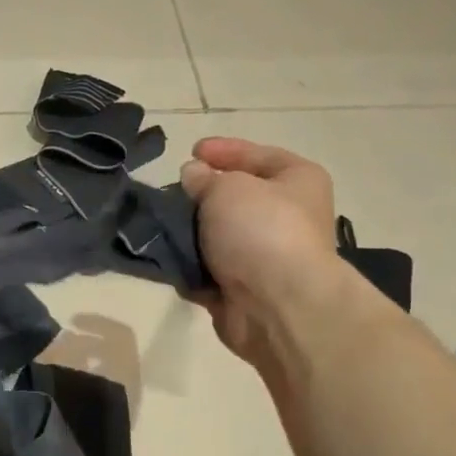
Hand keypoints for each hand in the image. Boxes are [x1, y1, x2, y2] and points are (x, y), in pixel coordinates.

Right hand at [180, 138, 339, 359]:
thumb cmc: (261, 231)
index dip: (224, 151)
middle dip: (202, 195)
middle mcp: (287, 216)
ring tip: (158, 224)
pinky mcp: (242, 288)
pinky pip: (207, 269)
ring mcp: (264, 255)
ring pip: (218, 236)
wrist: (276, 304)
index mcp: (297, 181)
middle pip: (237, 198)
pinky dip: (188, 265)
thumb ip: (204, 179)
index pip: (258, 155)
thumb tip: (193, 175)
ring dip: (190, 232)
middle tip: (170, 191)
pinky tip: (163, 257)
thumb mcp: (227, 189)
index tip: (190, 152)